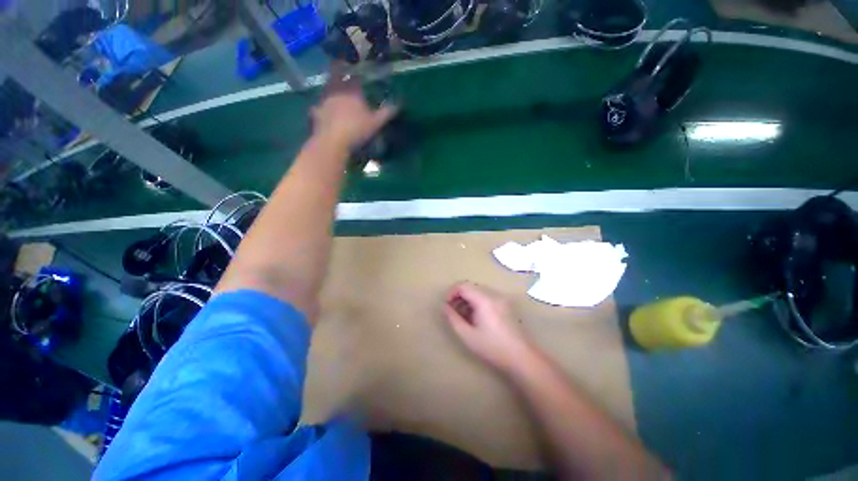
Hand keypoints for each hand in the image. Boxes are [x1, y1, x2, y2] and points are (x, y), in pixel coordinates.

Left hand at [311, 64, 397, 150]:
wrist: (333, 141)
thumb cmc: (357, 129)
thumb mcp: (376, 123)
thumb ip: (386, 113)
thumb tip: (399, 105)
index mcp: (352, 91)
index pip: (355, 77)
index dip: (357, 75)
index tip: (359, 75)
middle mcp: (337, 92)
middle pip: (337, 78)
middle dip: (339, 76)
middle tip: (341, 74)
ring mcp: (324, 102)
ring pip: (327, 91)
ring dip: (330, 91)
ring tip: (334, 95)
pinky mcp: (316, 114)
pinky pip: (318, 108)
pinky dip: (320, 109)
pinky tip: (321, 112)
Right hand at [443, 282, 534, 372]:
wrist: (522, 357)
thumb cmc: (492, 347)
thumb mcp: (467, 335)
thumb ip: (453, 319)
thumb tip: (444, 307)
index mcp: (484, 300)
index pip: (463, 285)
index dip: (451, 293)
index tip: (447, 306)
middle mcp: (493, 295)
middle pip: (471, 287)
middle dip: (459, 297)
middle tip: (453, 312)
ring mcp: (501, 299)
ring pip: (479, 292)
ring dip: (468, 300)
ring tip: (464, 317)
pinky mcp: (506, 305)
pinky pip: (487, 297)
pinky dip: (477, 303)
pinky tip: (476, 318)